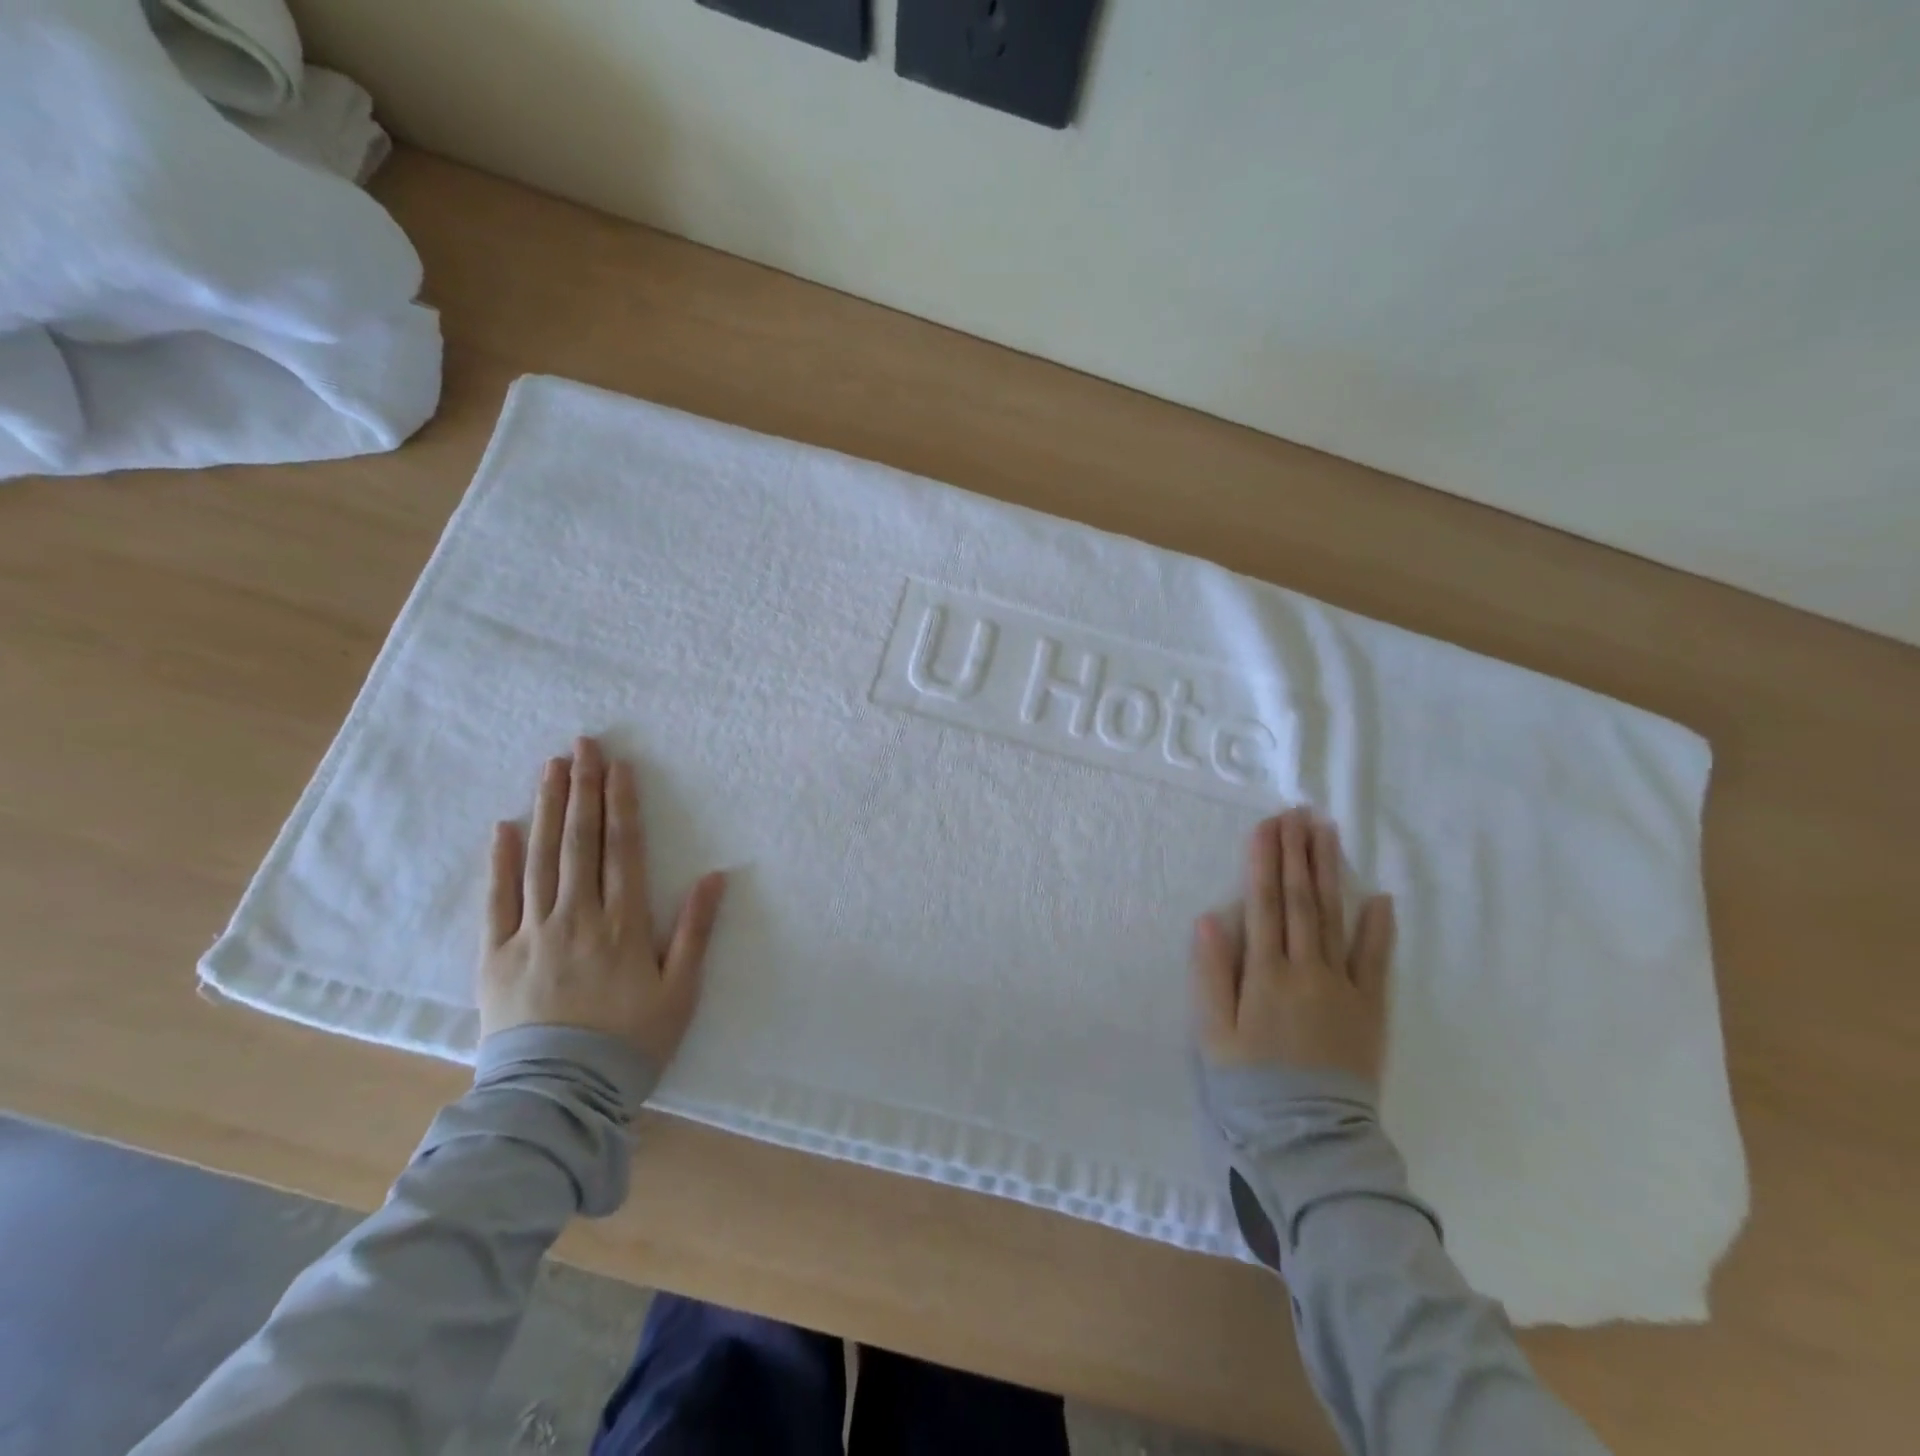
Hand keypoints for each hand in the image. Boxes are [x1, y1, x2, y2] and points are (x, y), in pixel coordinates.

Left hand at [479, 736, 727, 1068]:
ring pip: (541, 859)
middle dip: (583, 789)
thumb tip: (716, 875)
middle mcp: (578, 917)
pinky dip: (501, 862)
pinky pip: (498, 900)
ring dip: (548, 810)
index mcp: (623, 924)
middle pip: (580, 842)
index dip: (621, 804)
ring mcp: (533, 934)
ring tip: (550, 768)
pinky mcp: (496, 956)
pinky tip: (505, 827)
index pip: (623, 849)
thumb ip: (695, 930)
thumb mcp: (681, 990)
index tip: (619, 765)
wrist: (559, 1095)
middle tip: (582, 745)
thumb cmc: (631, 1041)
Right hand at [1192, 809, 1395, 1082]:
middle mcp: (1306, 970)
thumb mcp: (1214, 1033)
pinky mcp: (1370, 1008)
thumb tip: (1209, 918)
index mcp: (1265, 973)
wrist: (1309, 1136)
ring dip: (1330, 872)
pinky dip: (1378, 927)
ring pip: (1335, 918)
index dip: (1264, 862)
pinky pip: (1376, 961)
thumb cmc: (1250, 1083)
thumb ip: (1211, 974)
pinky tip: (1379, 896)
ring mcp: (1343, 987)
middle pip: (1302, 901)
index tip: (1267, 826)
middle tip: (1298, 813)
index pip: (1265, 905)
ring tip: (1327, 833)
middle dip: (1297, 853)